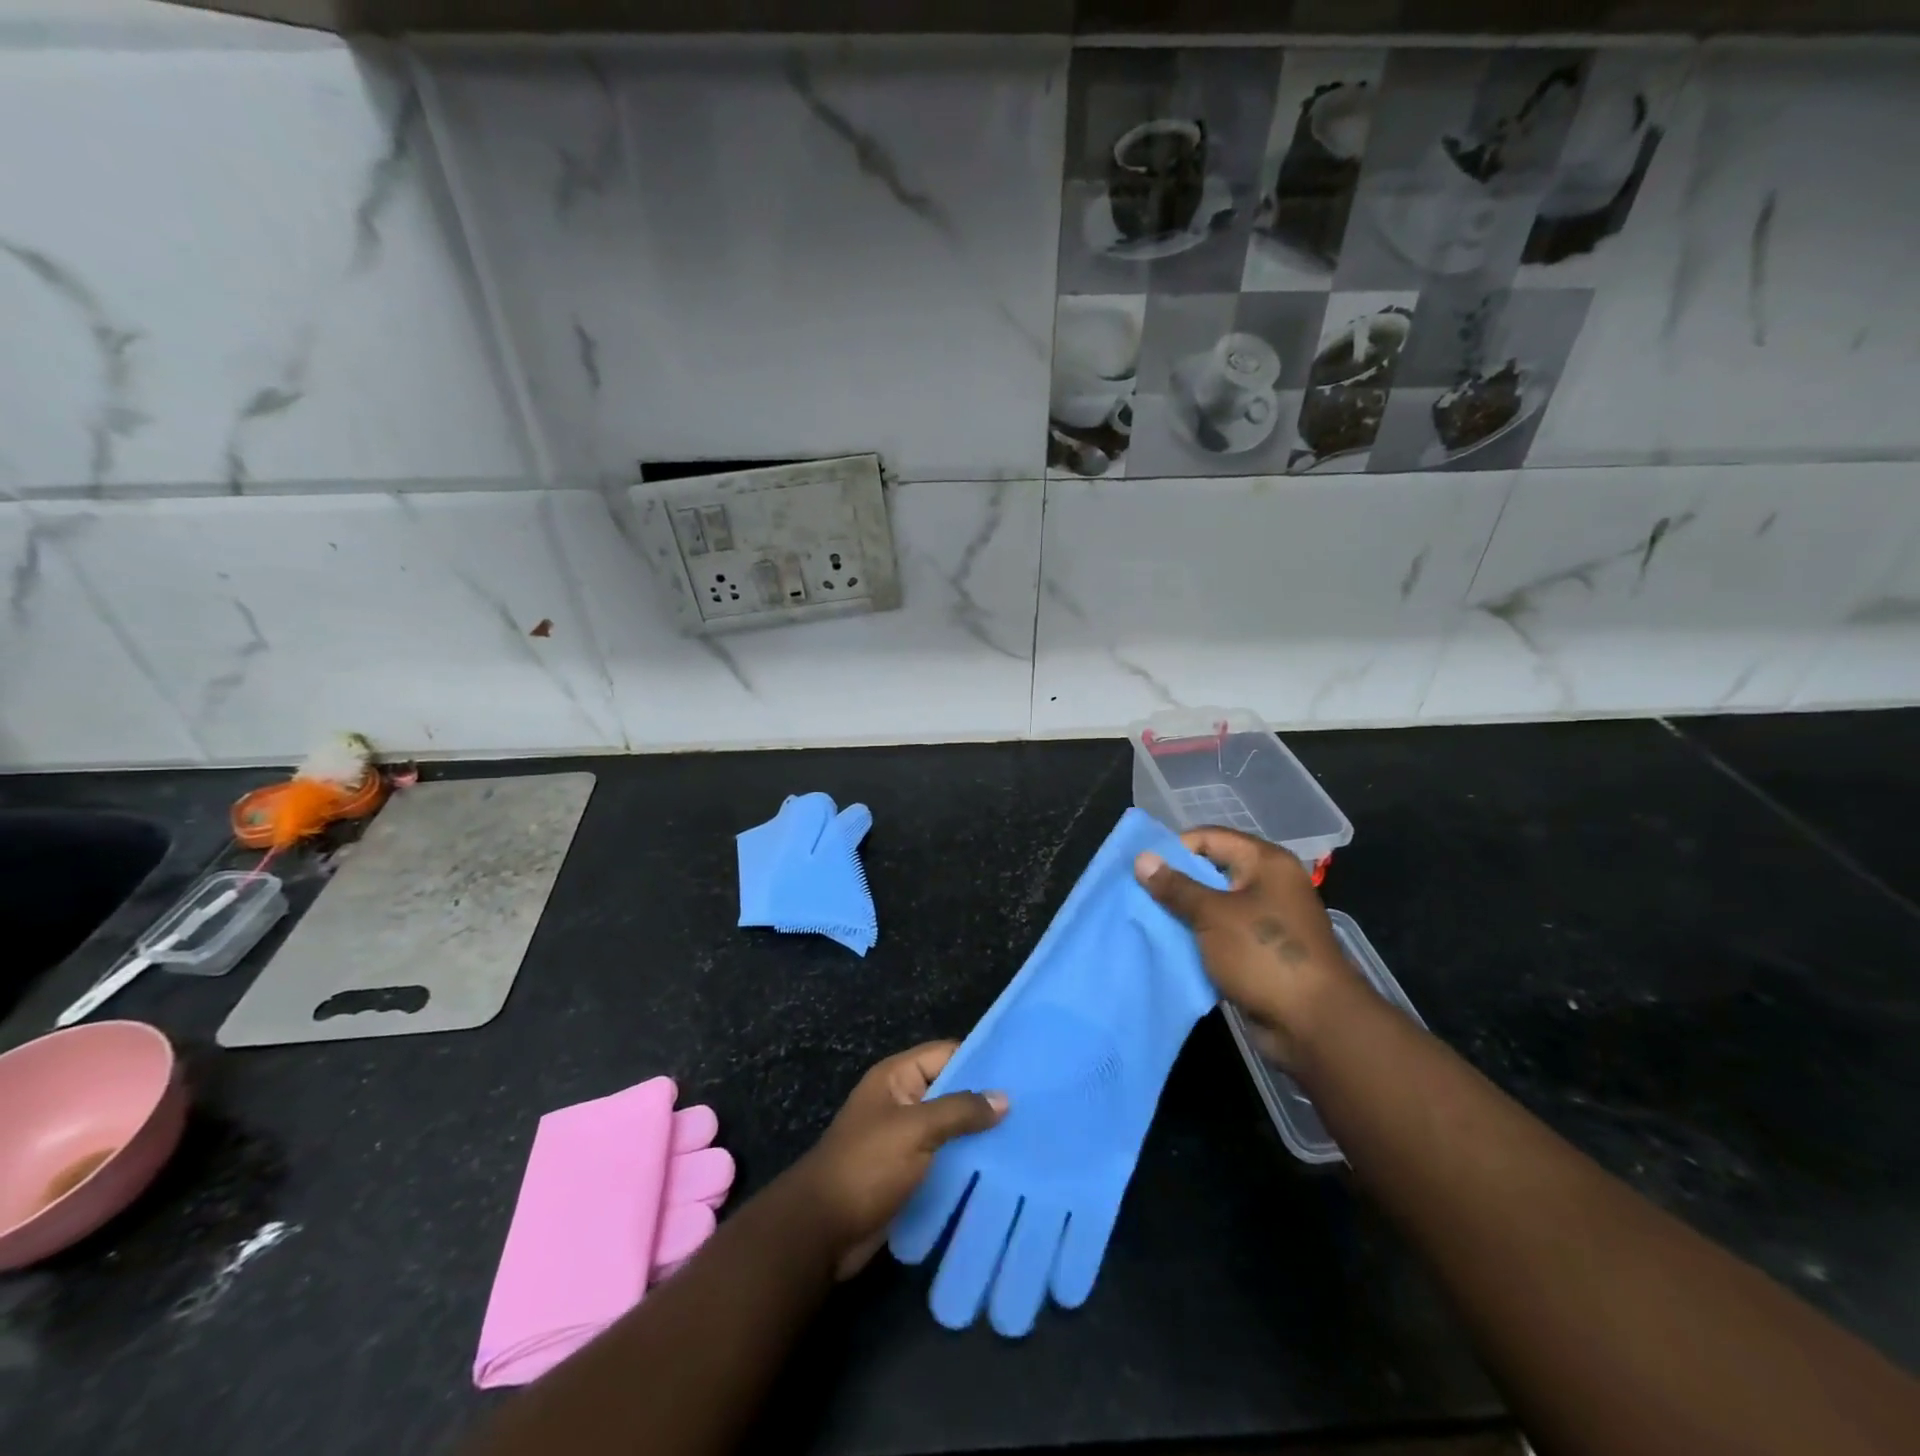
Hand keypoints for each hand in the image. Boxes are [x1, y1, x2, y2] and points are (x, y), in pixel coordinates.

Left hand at [787, 1042, 1006, 1278]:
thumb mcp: (914, 1129)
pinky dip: (968, 1164)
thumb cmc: (866, 1166)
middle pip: (951, 1091)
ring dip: (980, 1136)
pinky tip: (1002, 1171)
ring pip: (951, 1129)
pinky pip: (945, 1159)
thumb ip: (959, 1110)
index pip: (946, 1054)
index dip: (981, 1059)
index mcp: (897, 1077)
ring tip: (1028, 1139)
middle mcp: (903, 1101)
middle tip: (1035, 1108)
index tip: (1022, 1070)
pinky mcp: (909, 1174)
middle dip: (985, 1101)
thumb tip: (1004, 1098)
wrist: (822, 1231)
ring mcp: (905, 1139)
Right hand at [1134, 827, 1353, 1066]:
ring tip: (1146, 919)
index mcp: (1266, 863)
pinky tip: (1169, 945)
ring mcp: (1267, 919)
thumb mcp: (1212, 915)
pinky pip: (1222, 934)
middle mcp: (1269, 884)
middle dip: (1175, 882)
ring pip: (1214, 905)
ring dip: (1184, 913)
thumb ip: (1176, 887)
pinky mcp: (1262, 951)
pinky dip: (1198, 938)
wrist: (1314, 1024)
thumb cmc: (1263, 954)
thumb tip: (1142, 859)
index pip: (1210, 838)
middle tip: (1138, 893)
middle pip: (1212, 870)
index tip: (1141, 868)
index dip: (1174, 848)